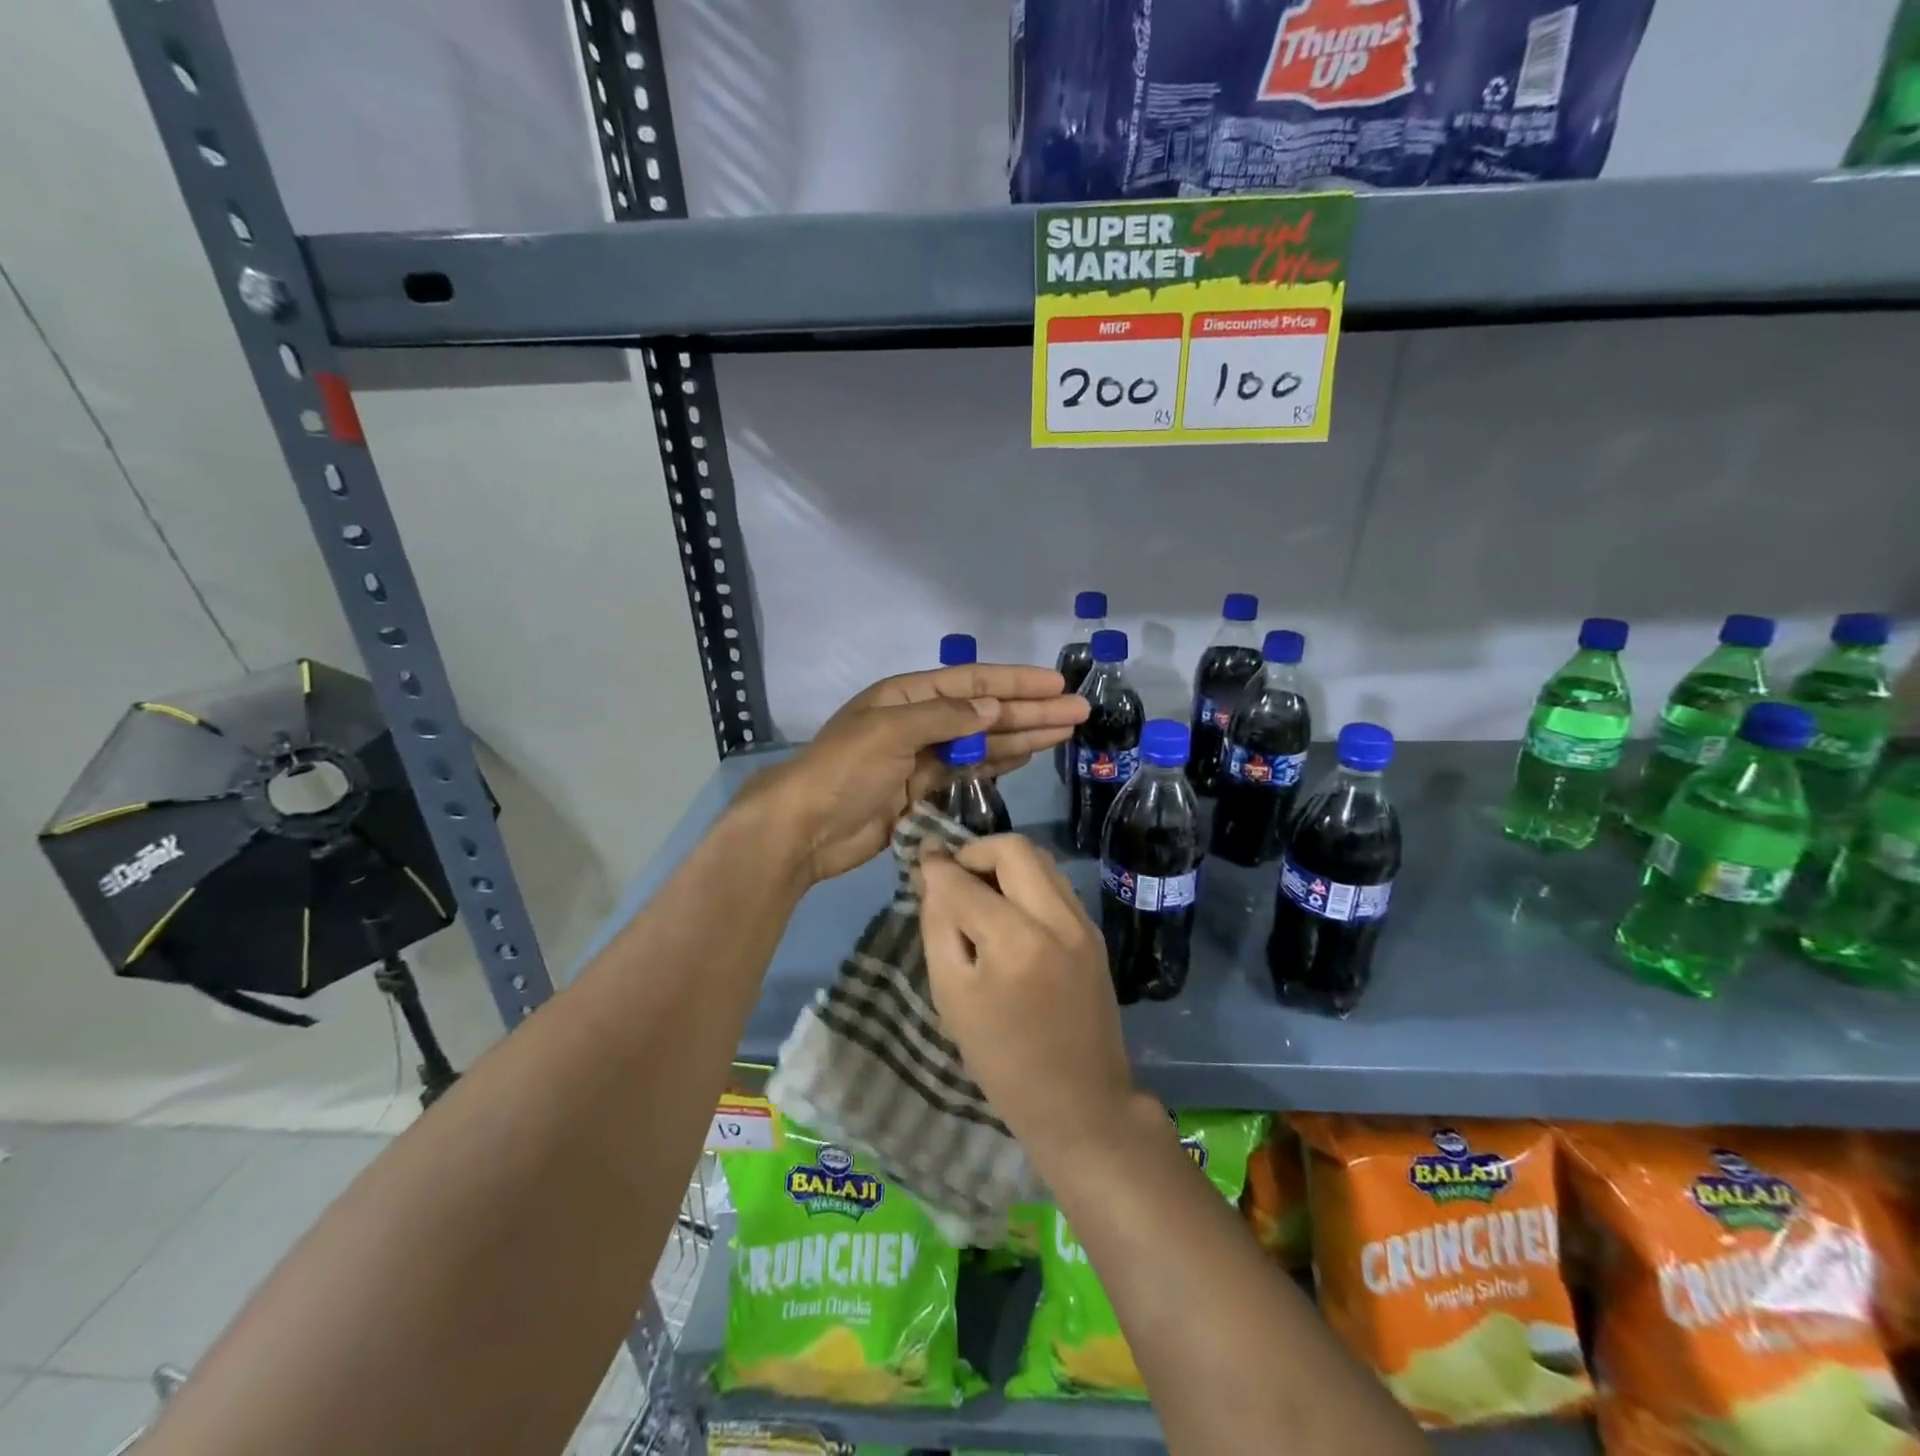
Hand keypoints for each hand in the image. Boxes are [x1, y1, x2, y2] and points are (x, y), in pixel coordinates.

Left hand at [742, 665, 1088, 884]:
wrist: (805, 829)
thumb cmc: (844, 771)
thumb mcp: (890, 732)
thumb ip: (944, 718)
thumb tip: (993, 707)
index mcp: (907, 694)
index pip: (972, 682)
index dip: (1016, 683)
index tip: (1057, 686)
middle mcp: (919, 719)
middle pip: (985, 711)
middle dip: (1031, 711)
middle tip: (1078, 712)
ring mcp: (922, 756)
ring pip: (983, 741)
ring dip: (1023, 735)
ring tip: (1065, 732)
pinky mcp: (923, 789)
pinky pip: (969, 770)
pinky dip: (998, 762)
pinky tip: (1027, 756)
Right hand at [918, 835, 1138, 1163]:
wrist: (1080, 1102)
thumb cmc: (1002, 1060)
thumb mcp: (952, 996)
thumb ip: (939, 926)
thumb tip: (933, 875)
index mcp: (1015, 940)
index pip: (965, 879)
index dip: (936, 865)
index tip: (921, 859)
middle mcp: (1056, 918)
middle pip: (1013, 848)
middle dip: (976, 851)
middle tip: (952, 876)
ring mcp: (1082, 923)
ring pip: (1040, 860)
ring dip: (1004, 863)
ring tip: (979, 893)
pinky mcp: (1094, 933)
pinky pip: (1056, 885)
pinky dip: (1026, 882)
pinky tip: (1008, 912)